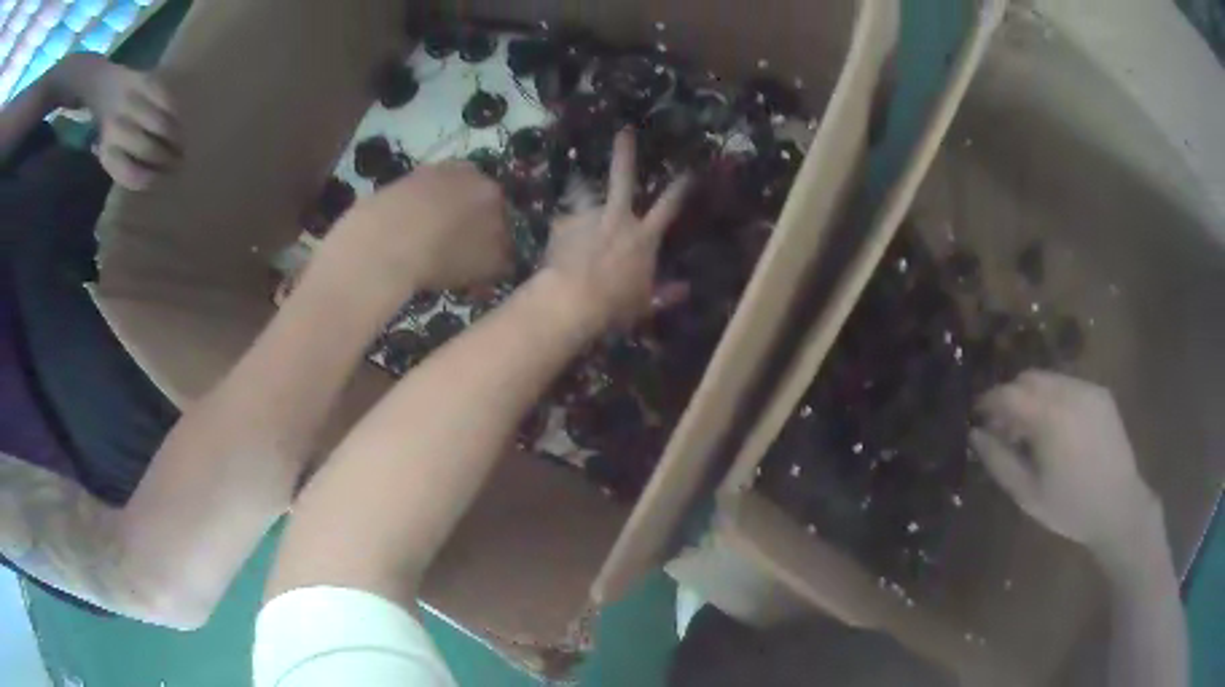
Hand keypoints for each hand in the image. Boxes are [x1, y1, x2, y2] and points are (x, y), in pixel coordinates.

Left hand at [54, 54, 180, 189]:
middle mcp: (116, 128)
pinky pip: (166, 99)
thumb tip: (153, 175)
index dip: (150, 180)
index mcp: (107, 151)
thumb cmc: (106, 126)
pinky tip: (180, 120)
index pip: (130, 174)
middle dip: (167, 158)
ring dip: (175, 137)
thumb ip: (124, 164)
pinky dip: (176, 112)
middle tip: (179, 164)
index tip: (163, 182)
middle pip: (148, 149)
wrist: (103, 86)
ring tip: (183, 144)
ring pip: (160, 124)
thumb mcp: (108, 152)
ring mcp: (131, 101)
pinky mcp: (145, 80)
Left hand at [316, 162, 511, 297]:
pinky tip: (407, 235)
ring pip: (447, 194)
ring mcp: (434, 171)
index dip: (499, 238)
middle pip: (476, 198)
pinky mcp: (403, 178)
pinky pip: (419, 198)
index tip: (488, 258)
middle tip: (459, 250)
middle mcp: (470, 173)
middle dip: (471, 219)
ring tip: (430, 243)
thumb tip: (508, 256)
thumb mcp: (489, 267)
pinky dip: (417, 212)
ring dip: (444, 213)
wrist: (386, 239)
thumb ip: (506, 259)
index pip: (507, 215)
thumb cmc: (445, 255)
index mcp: (496, 193)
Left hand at [539, 129, 689, 330]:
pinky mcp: (563, 225)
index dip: (680, 188)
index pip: (668, 206)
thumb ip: (665, 294)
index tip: (688, 172)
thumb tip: (685, 290)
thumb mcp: (644, 303)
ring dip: (583, 192)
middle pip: (624, 177)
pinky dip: (564, 230)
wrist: (573, 300)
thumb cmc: (615, 304)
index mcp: (643, 237)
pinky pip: (564, 223)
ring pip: (586, 195)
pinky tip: (559, 240)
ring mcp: (588, 218)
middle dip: (625, 153)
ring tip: (577, 188)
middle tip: (624, 131)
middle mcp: (618, 219)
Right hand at [970, 370, 1158, 552]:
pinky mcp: (1101, 393)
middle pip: (1028, 378)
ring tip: (1033, 431)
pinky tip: (1058, 429)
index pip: (1008, 393)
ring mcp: (1088, 389)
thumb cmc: (1070, 508)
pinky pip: (1069, 385)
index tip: (978, 417)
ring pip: (1049, 379)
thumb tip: (976, 434)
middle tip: (1006, 429)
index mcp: (1049, 418)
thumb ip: (999, 461)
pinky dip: (1054, 398)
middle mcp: (1069, 392)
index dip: (989, 401)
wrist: (1119, 506)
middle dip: (1011, 397)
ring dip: (1033, 397)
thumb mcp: (1028, 494)